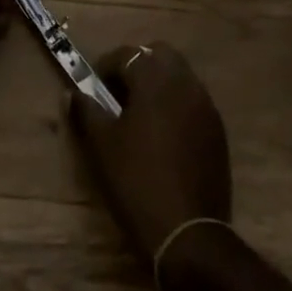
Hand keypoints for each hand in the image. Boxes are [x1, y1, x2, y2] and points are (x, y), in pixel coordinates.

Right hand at [71, 42, 231, 260]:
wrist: (188, 235)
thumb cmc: (137, 181)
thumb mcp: (102, 145)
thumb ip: (86, 111)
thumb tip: (73, 93)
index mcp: (156, 79)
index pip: (127, 54)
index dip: (106, 67)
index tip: (93, 88)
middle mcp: (185, 84)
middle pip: (160, 55)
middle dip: (138, 67)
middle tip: (119, 94)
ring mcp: (206, 108)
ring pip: (180, 78)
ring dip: (159, 85)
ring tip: (139, 117)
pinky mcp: (218, 133)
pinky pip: (193, 103)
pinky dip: (176, 107)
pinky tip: (162, 138)